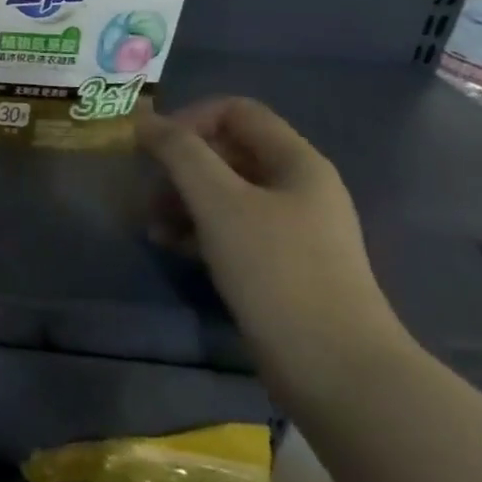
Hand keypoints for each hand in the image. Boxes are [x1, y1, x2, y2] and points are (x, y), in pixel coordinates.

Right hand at [135, 97, 410, 404]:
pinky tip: (173, 248)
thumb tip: (144, 120)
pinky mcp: (280, 263)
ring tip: (153, 228)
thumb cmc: (276, 271)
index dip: (189, 119)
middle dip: (178, 166)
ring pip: (222, 190)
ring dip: (180, 200)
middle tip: (147, 193)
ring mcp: (291, 228)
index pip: (235, 111)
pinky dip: (196, 229)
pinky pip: (229, 226)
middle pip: (225, 150)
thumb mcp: (218, 201)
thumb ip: (179, 152)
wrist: (336, 370)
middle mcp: (297, 187)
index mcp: (295, 162)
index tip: (154, 149)